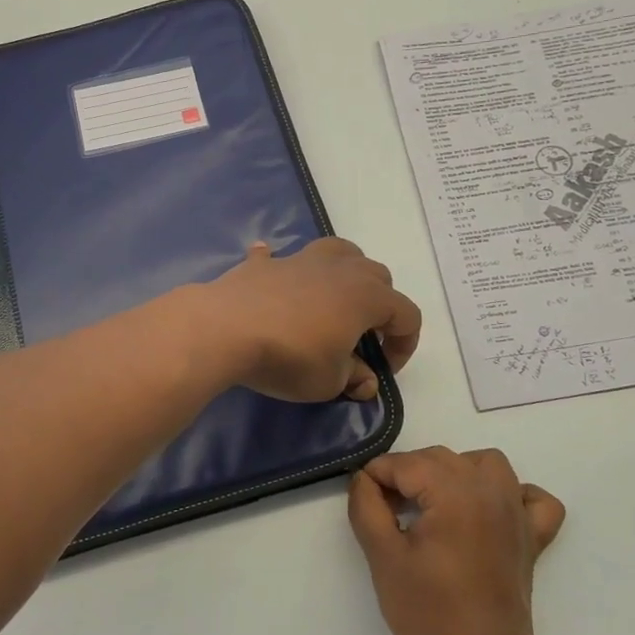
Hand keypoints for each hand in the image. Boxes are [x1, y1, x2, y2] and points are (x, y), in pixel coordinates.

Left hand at [205, 239, 421, 401]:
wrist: (227, 329)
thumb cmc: (289, 357)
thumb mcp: (329, 382)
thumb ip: (354, 378)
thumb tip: (365, 380)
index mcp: (367, 296)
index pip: (407, 315)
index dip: (404, 344)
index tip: (384, 369)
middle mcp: (341, 269)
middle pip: (378, 276)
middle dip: (380, 306)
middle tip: (362, 337)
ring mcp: (302, 260)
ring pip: (340, 252)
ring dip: (346, 272)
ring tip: (333, 299)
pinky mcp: (266, 263)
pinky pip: (281, 258)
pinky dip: (284, 267)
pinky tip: (275, 276)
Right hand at [348, 447, 565, 634]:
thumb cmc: (430, 613)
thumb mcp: (383, 558)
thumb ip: (366, 508)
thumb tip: (364, 479)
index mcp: (453, 492)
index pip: (404, 464)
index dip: (376, 478)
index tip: (363, 502)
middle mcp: (490, 489)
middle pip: (439, 458)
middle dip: (406, 474)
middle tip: (387, 511)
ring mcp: (517, 511)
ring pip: (484, 463)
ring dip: (454, 471)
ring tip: (433, 502)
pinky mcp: (532, 535)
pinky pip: (530, 495)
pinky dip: (511, 493)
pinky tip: (487, 511)